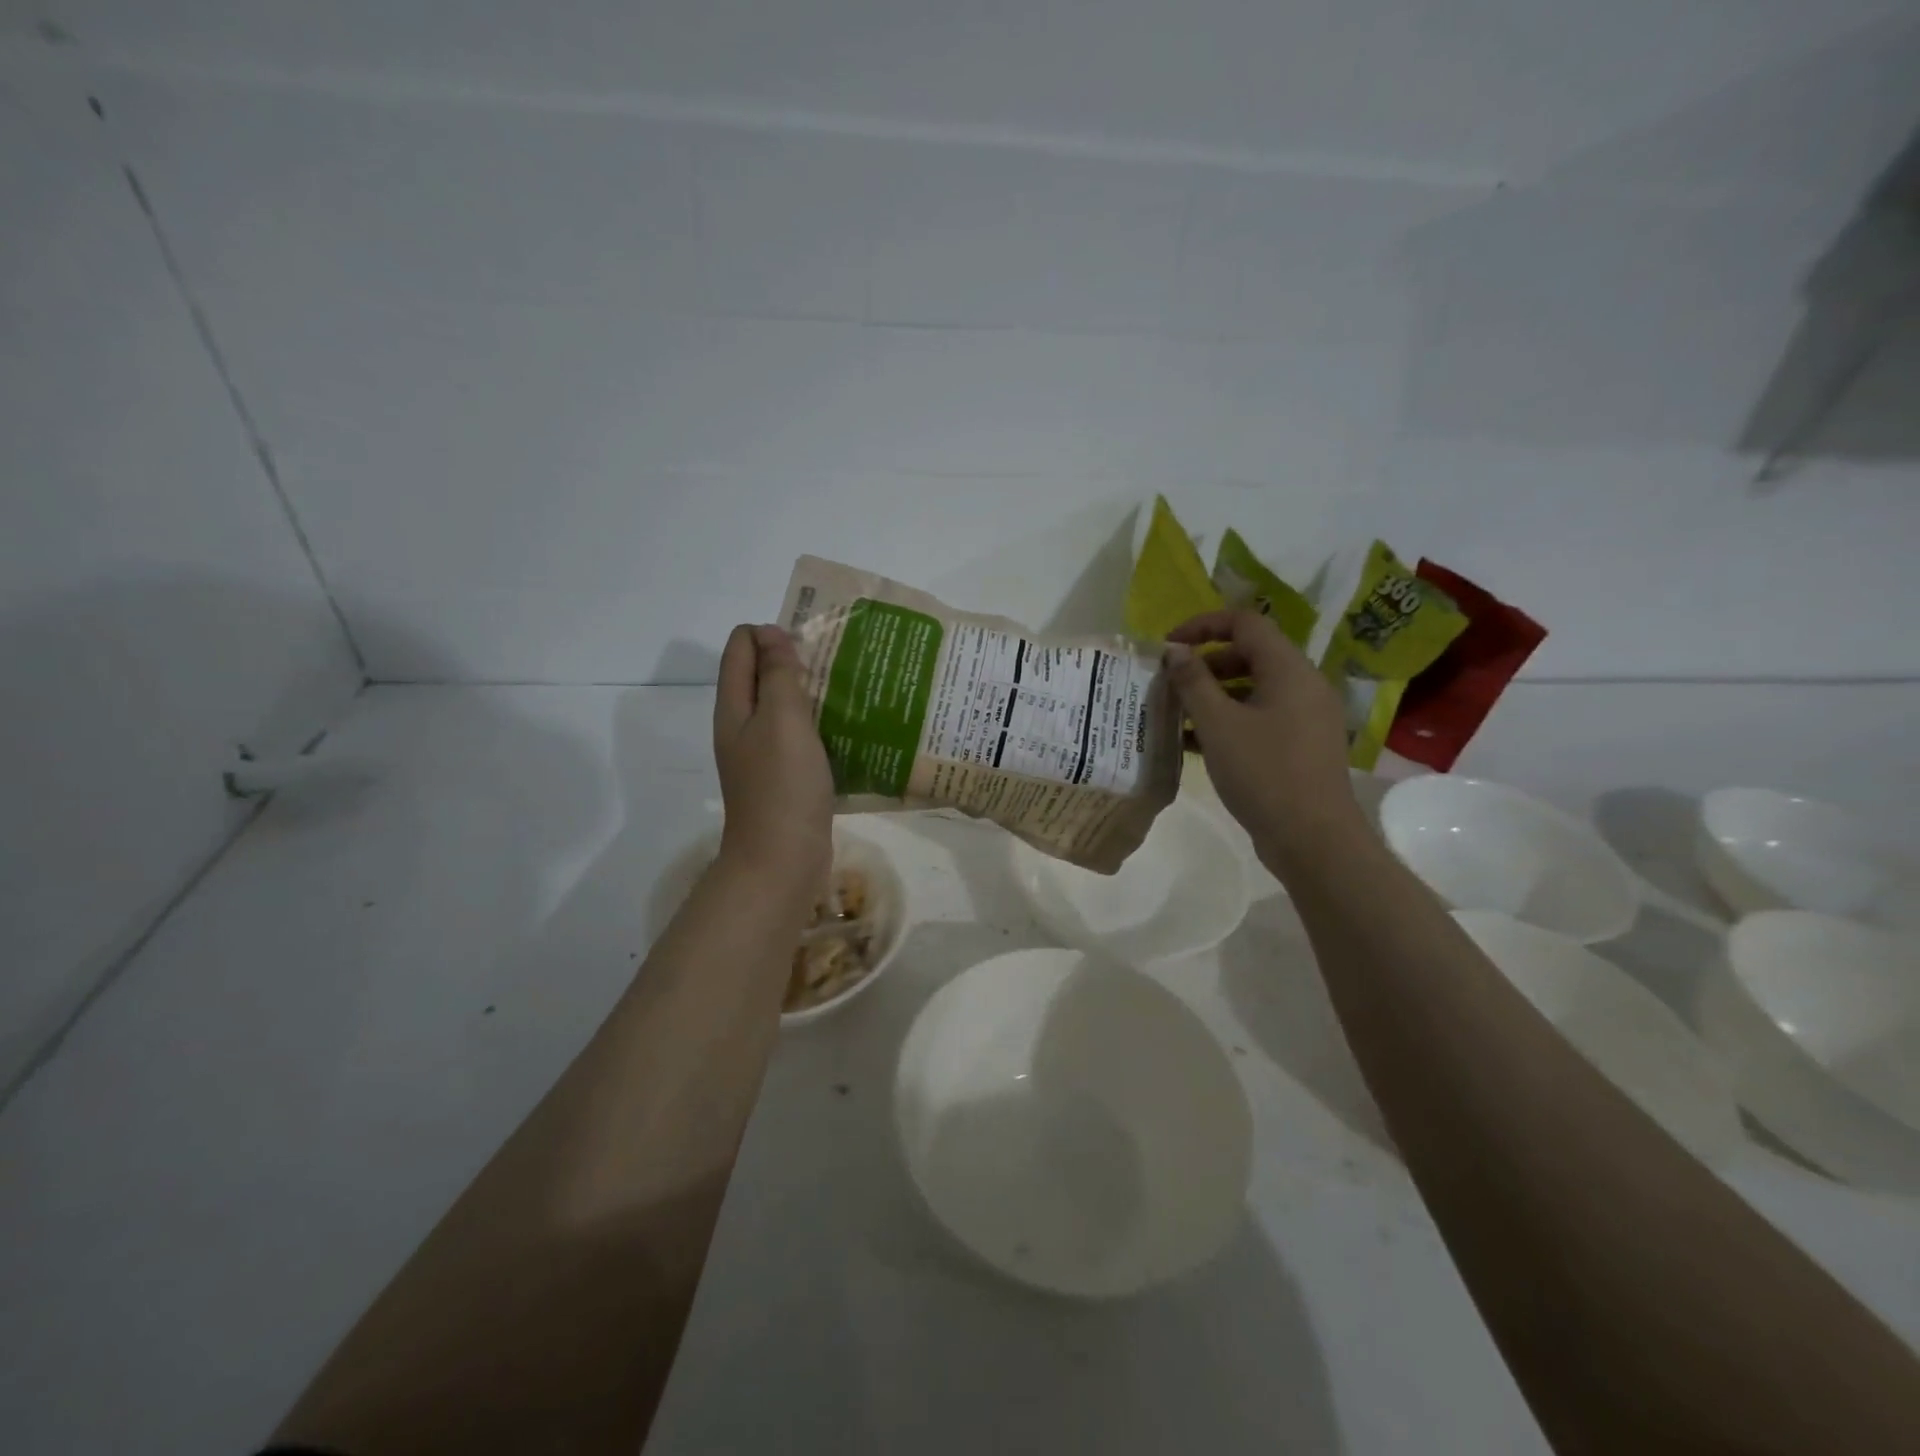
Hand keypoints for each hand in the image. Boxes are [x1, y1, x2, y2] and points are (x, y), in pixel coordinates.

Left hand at [713, 624, 834, 902]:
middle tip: (835, 662)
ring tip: (847, 689)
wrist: (782, 859)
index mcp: (734, 707)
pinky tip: (846, 728)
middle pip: (759, 675)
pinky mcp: (783, 777)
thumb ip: (777, 674)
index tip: (811, 642)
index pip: (740, 647)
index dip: (770, 634)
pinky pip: (798, 737)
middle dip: (792, 660)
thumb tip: (771, 634)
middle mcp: (741, 726)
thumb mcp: (782, 719)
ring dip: (808, 693)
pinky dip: (817, 724)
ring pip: (781, 707)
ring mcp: (761, 754)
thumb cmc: (783, 784)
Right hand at [1163, 610, 1360, 868]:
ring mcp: (1307, 716)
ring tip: (1177, 715)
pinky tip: (1196, 743)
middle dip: (1205, 664)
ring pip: (1253, 689)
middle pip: (1250, 654)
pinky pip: (1262, 716)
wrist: (1313, 838)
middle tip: (1170, 685)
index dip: (1203, 625)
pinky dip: (1230, 719)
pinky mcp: (1302, 744)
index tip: (1169, 646)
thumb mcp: (1218, 724)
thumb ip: (1193, 682)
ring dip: (1214, 695)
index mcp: (1289, 669)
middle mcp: (1304, 684)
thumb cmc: (1263, 772)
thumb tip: (1175, 651)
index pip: (1245, 623)